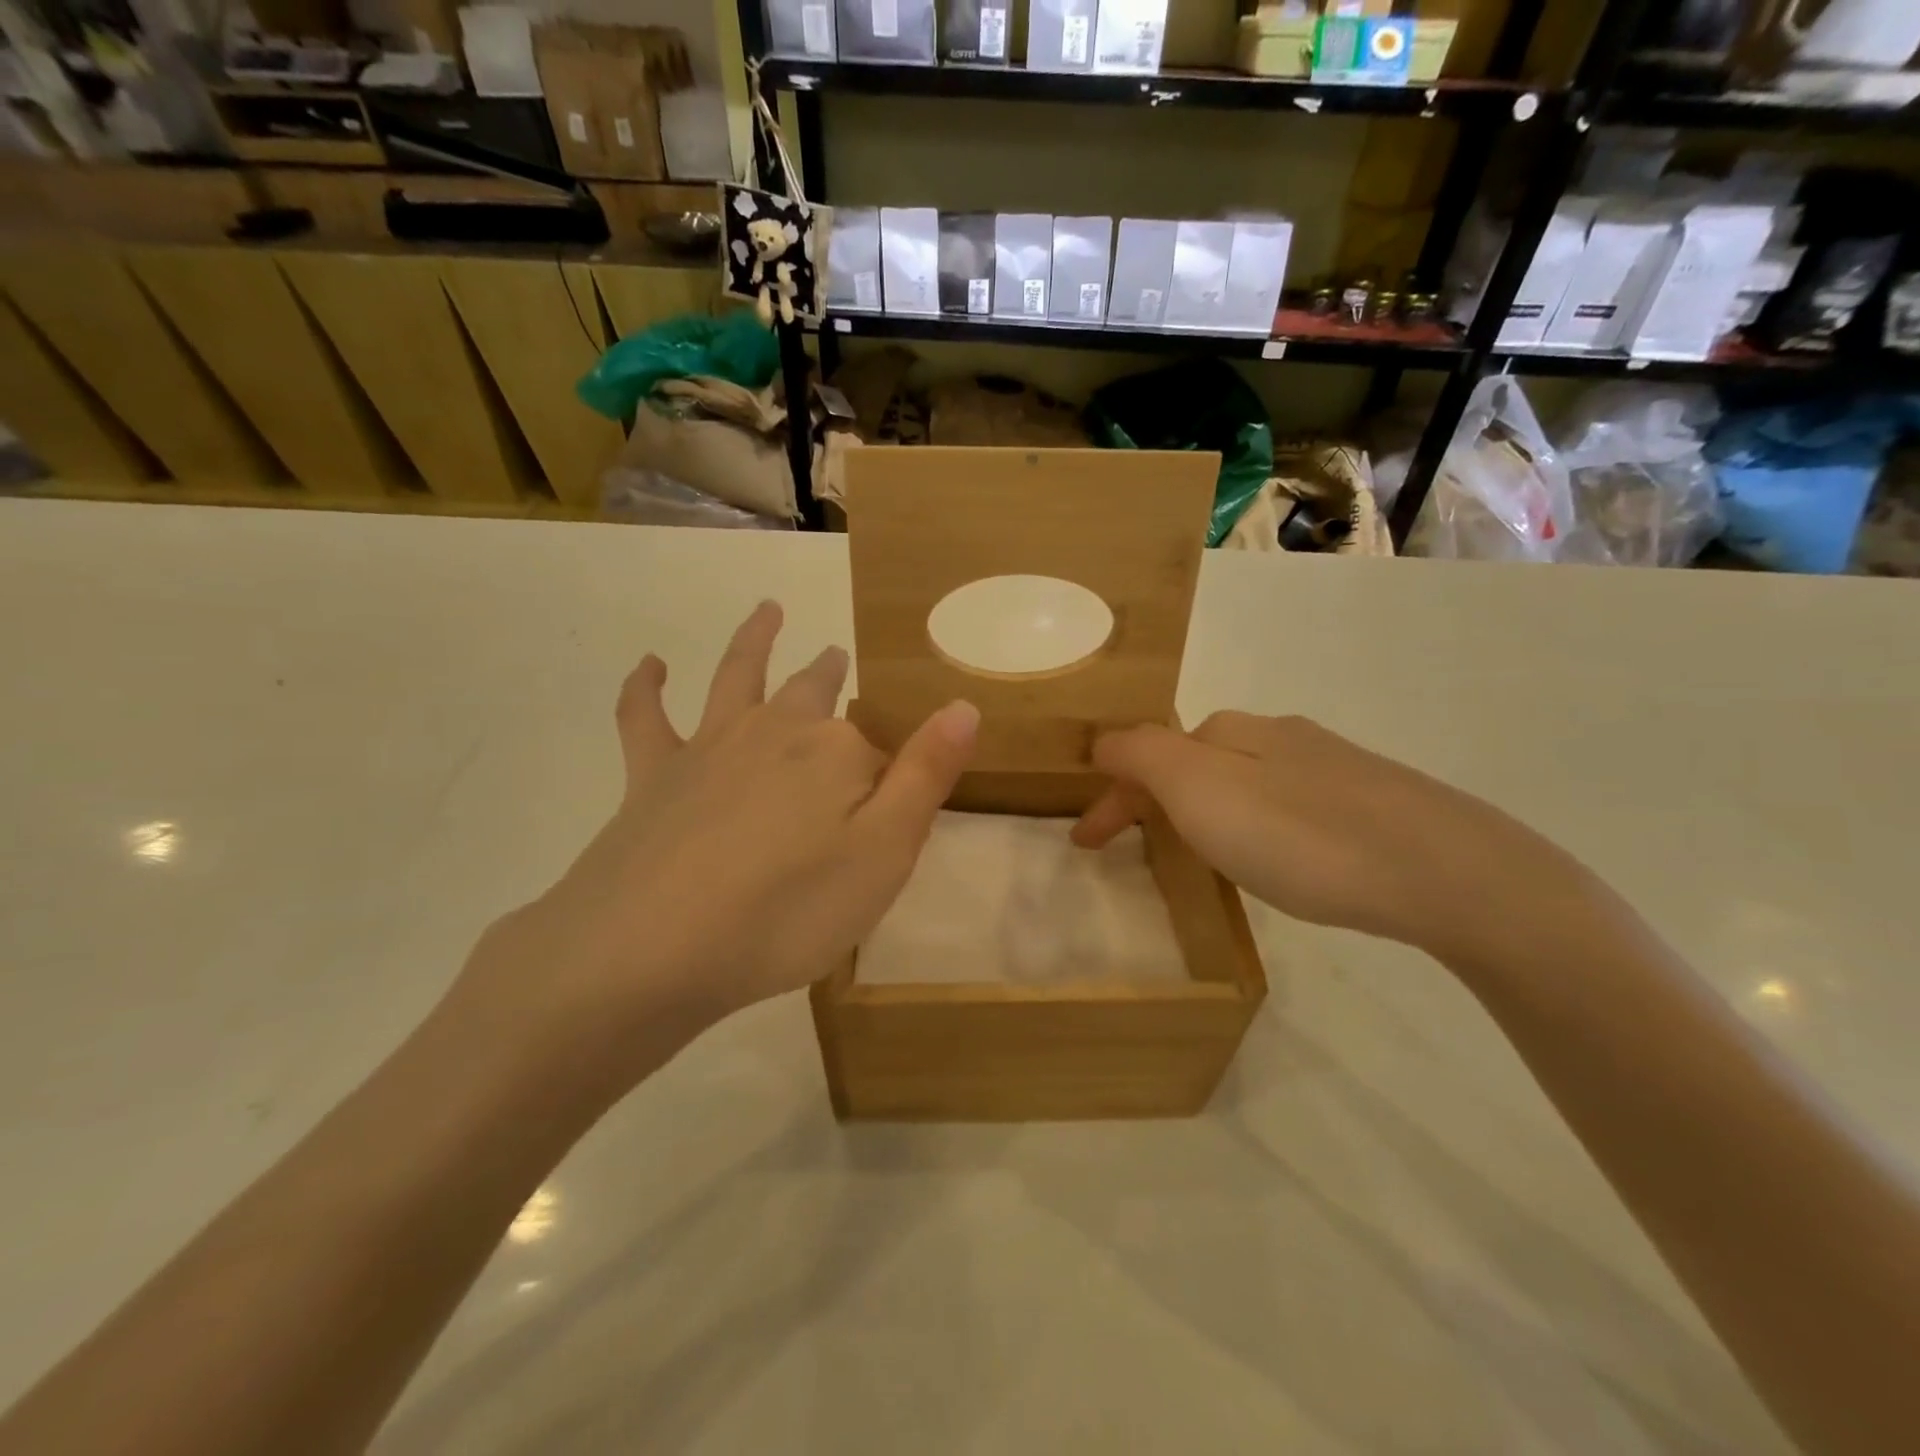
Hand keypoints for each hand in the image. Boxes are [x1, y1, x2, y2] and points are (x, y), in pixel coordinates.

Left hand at [452, 601, 977, 1092]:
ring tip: (768, 610)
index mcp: (836, 752)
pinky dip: (645, 687)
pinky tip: (650, 664)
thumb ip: (926, 776)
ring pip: (737, 677)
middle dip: (828, 673)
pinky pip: (645, 717)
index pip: (877, 751)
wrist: (651, 947)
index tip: (893, 811)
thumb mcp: (884, 855)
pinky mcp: (651, 774)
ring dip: (754, 640)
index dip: (889, 775)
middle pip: (810, 691)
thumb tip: (963, 704)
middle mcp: (775, 731)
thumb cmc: (787, 911)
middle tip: (836, 656)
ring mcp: (709, 746)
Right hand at [1071, 712, 1568, 962]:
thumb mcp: (1199, 790)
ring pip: (1243, 780)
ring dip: (1205, 809)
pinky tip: (1278, 854)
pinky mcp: (1371, 800)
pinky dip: (1255, 822)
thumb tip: (1104, 740)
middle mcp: (1279, 735)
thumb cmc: (1302, 835)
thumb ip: (1141, 756)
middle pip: (1195, 761)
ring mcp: (1330, 765)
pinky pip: (1287, 803)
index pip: (1147, 753)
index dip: (1111, 797)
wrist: (1446, 871)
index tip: (1086, 844)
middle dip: (1156, 798)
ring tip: (1202, 854)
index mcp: (1232, 731)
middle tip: (1140, 845)